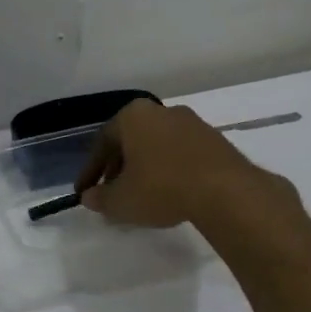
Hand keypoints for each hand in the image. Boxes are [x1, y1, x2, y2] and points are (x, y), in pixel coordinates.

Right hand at [77, 99, 291, 227]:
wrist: (225, 190)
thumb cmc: (161, 188)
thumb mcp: (121, 200)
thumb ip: (100, 198)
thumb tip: (90, 197)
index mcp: (133, 116)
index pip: (102, 142)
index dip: (90, 171)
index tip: (85, 192)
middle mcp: (162, 111)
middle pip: (131, 140)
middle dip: (118, 168)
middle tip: (112, 193)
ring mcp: (192, 123)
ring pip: (157, 146)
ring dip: (145, 168)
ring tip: (141, 196)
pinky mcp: (215, 140)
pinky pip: (181, 154)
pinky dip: (170, 170)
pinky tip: (170, 193)